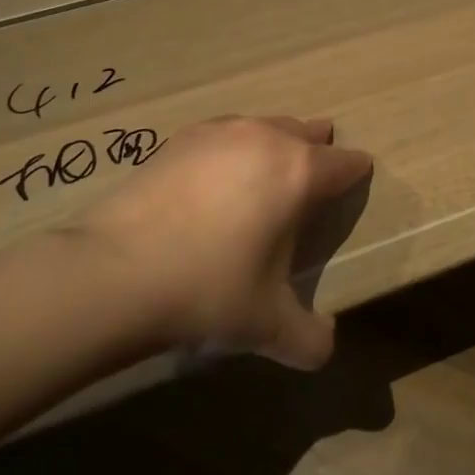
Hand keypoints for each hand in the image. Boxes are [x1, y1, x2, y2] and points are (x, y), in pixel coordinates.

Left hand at [55, 116, 371, 369]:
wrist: (114, 273)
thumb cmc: (207, 291)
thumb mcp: (267, 326)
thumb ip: (310, 339)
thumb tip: (326, 348)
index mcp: (299, 173)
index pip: (345, 163)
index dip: (357, 171)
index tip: (360, 177)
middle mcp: (265, 139)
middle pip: (306, 132)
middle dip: (318, 147)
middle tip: (318, 168)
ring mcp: (219, 132)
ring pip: (264, 125)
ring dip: (276, 141)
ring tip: (271, 166)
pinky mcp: (180, 139)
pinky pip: (223, 132)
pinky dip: (232, 147)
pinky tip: (219, 171)